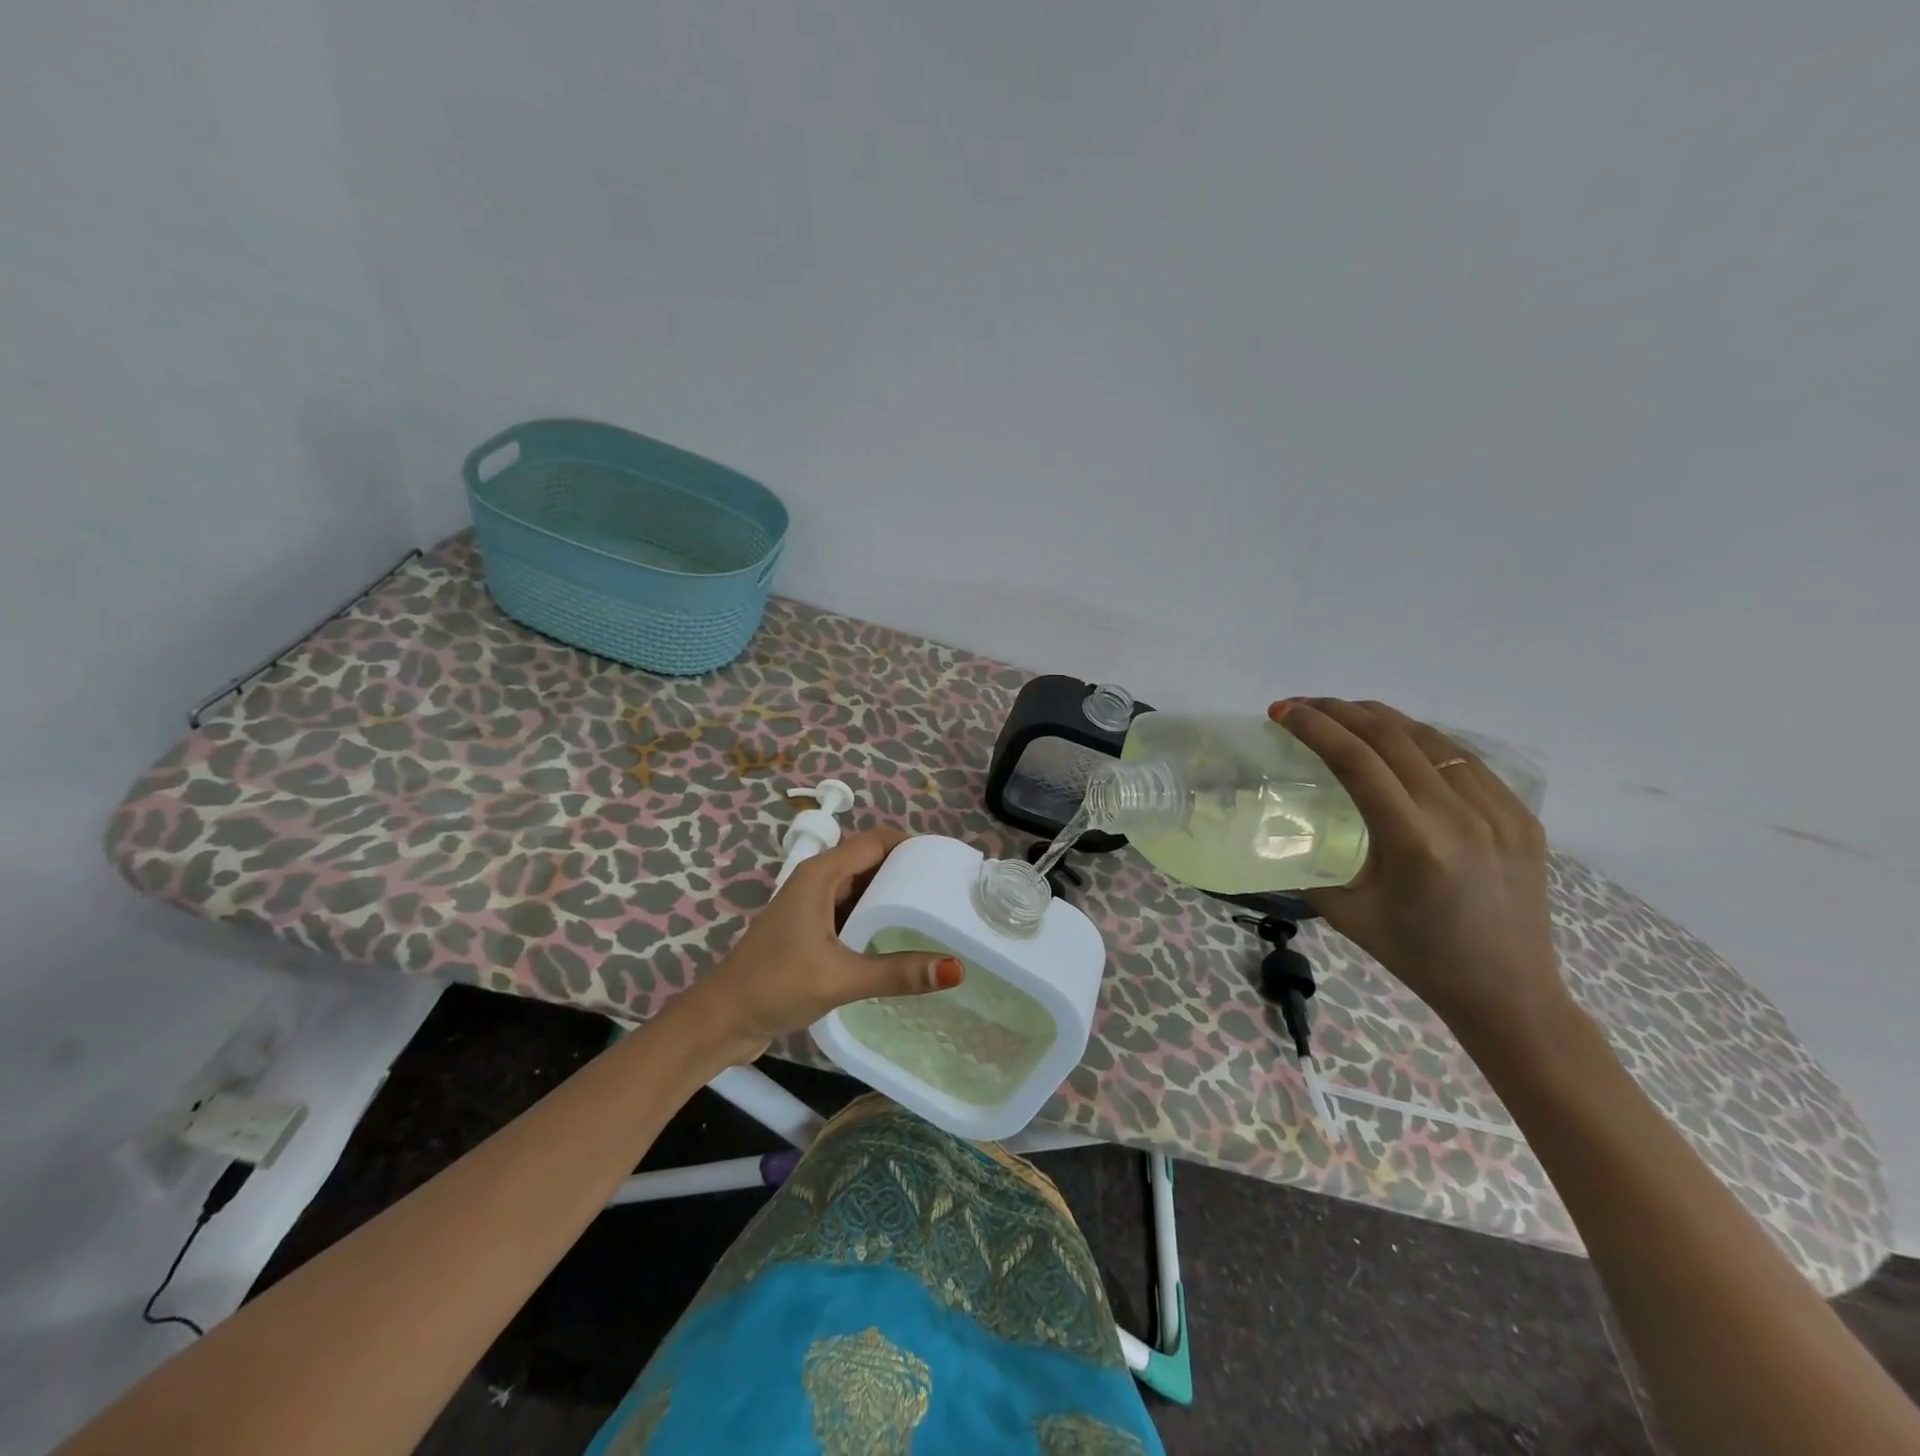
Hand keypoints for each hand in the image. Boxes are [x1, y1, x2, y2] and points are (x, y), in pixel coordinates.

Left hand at [679, 826, 964, 1063]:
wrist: (721, 1020)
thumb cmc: (776, 986)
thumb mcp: (841, 978)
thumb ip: (897, 972)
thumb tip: (955, 968)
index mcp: (821, 874)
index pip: (876, 841)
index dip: (912, 845)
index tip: (948, 862)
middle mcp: (816, 880)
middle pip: (870, 861)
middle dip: (907, 871)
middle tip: (948, 891)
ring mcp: (810, 904)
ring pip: (860, 887)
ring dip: (891, 895)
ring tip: (933, 912)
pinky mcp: (808, 928)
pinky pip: (849, 910)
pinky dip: (874, 916)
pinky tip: (897, 938)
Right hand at [1272, 698, 1566, 1040]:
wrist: (1509, 992)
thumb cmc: (1417, 956)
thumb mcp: (1346, 913)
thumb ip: (1309, 866)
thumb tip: (1276, 834)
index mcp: (1413, 843)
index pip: (1356, 761)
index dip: (1314, 728)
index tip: (1281, 711)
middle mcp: (1460, 816)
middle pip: (1391, 737)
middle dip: (1339, 711)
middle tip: (1302, 706)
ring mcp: (1499, 812)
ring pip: (1431, 739)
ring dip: (1380, 717)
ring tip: (1343, 713)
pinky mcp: (1521, 815)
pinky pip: (1464, 759)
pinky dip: (1421, 740)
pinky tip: (1399, 742)